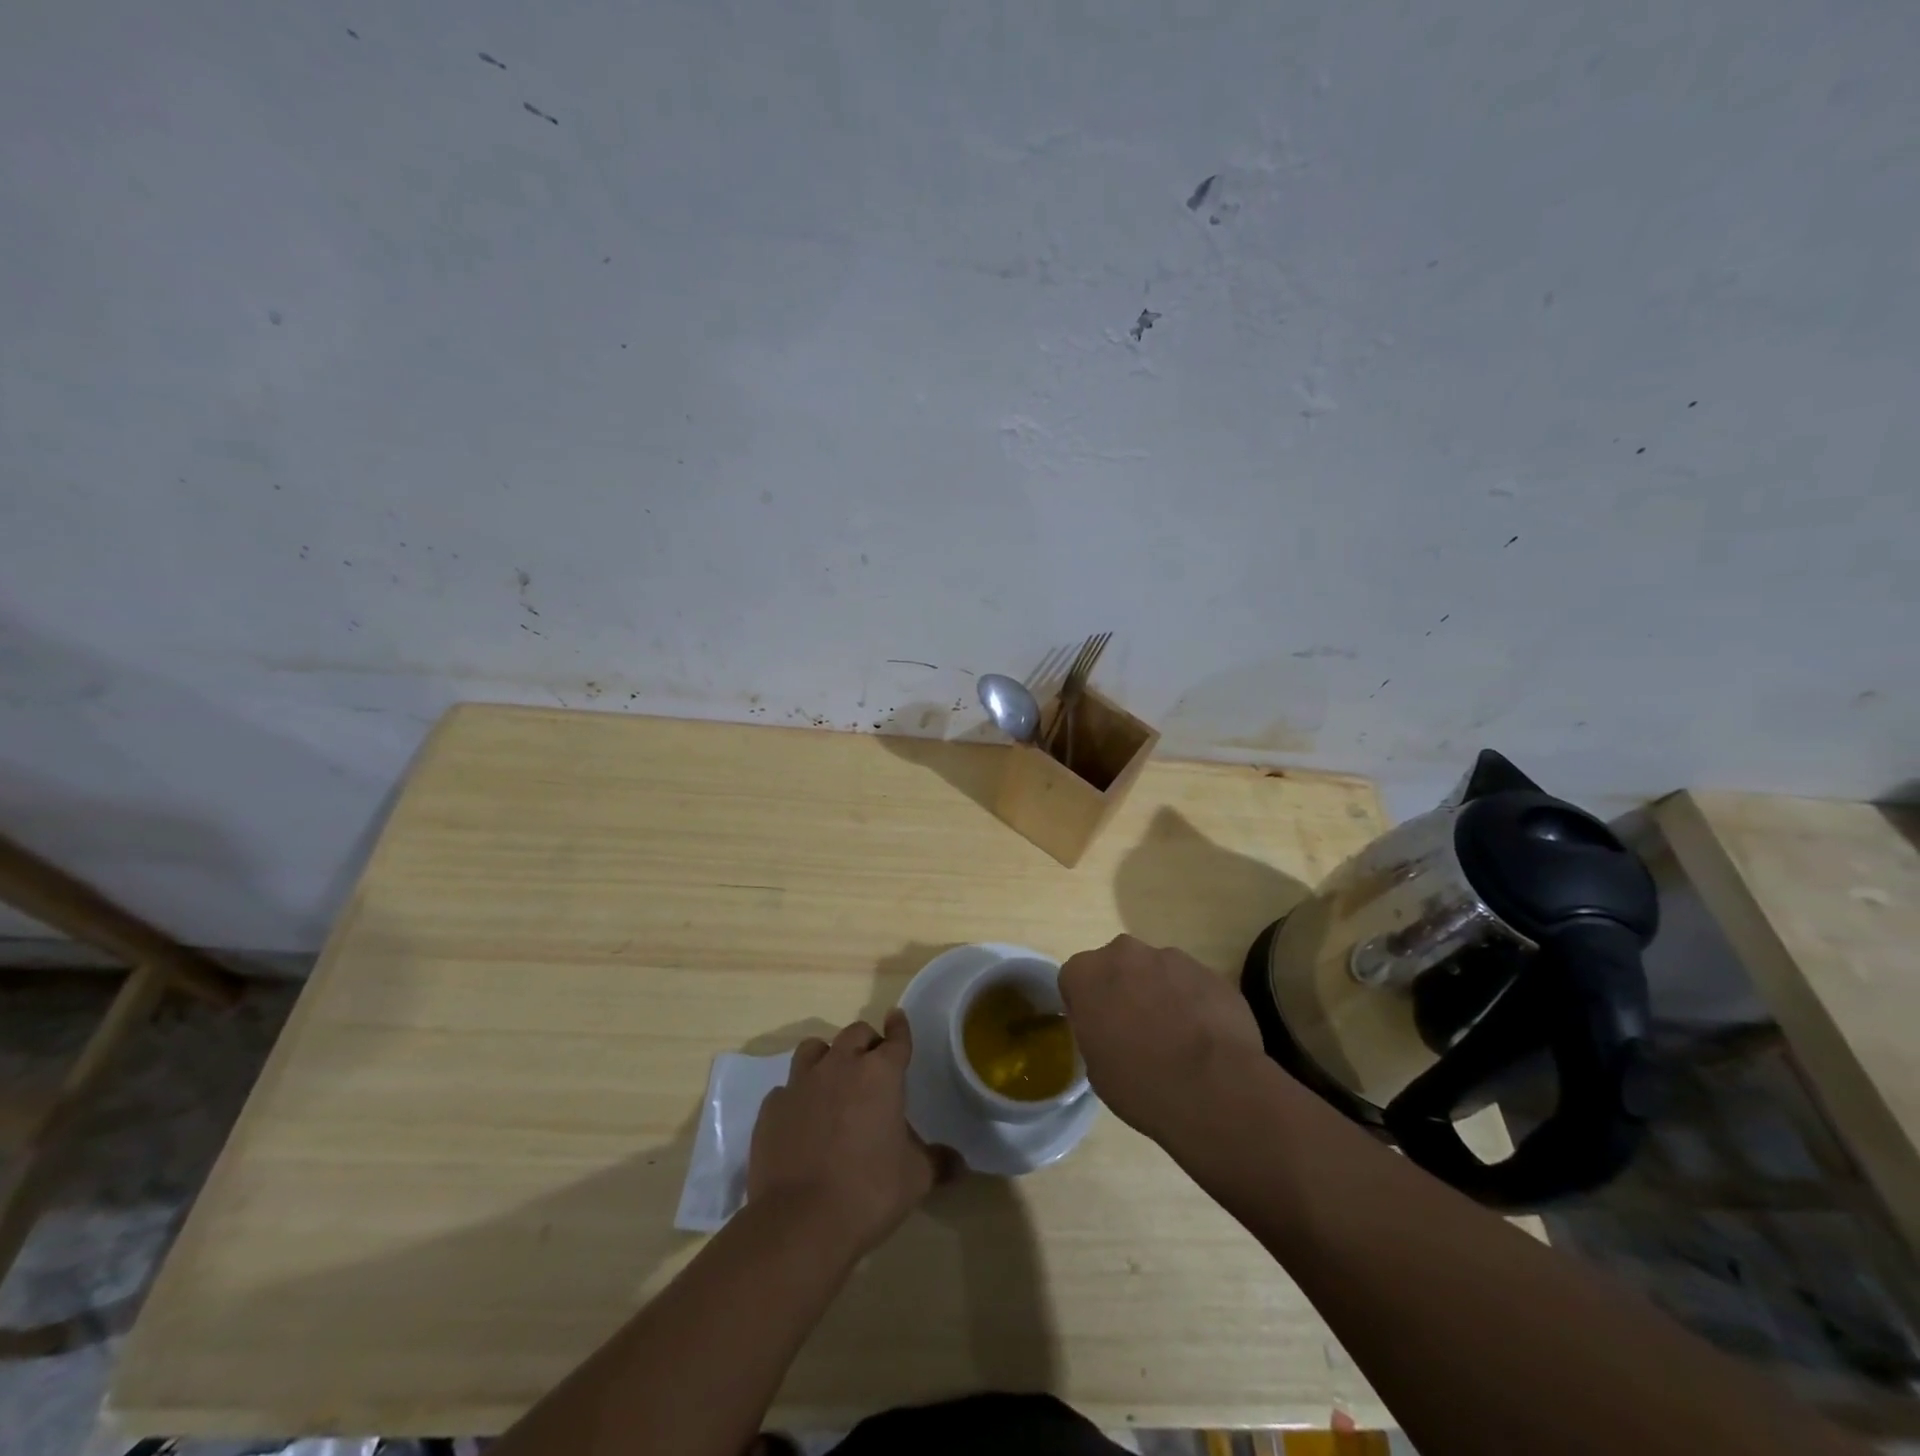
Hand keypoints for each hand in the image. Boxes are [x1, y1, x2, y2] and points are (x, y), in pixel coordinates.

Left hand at [748, 1010, 948, 1256]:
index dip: (899, 1028)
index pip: (896, 1039)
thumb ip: (937, 1162)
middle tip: (872, 1064)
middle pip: (855, 1033)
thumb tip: (960, 1165)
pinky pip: (786, 1088)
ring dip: (827, 1057)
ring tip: (832, 1080)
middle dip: (866, 1043)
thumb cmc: (868, 1192)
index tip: (897, 1018)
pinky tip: (800, 1118)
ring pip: (814, 1048)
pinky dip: (797, 1096)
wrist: (800, 1222)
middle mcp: (840, 1065)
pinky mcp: (772, 1107)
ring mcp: (801, 1083)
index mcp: (880, 1074)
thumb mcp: (915, 1179)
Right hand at [1059, 934, 1264, 1143]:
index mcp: (1087, 974)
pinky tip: (1203, 1036)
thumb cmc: (1143, 1085)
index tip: (1098, 1030)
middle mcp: (1124, 954)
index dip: (1085, 1005)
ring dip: (1158, 993)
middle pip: (1115, 966)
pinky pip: (1188, 982)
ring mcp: (1170, 958)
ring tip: (1176, 1037)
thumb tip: (1109, 1028)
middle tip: (1134, 1030)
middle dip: (1122, 989)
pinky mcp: (1207, 970)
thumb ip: (1095, 1032)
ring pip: (1154, 971)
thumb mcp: (1097, 1069)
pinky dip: (1190, 1001)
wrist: (1219, 1088)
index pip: (1074, 979)